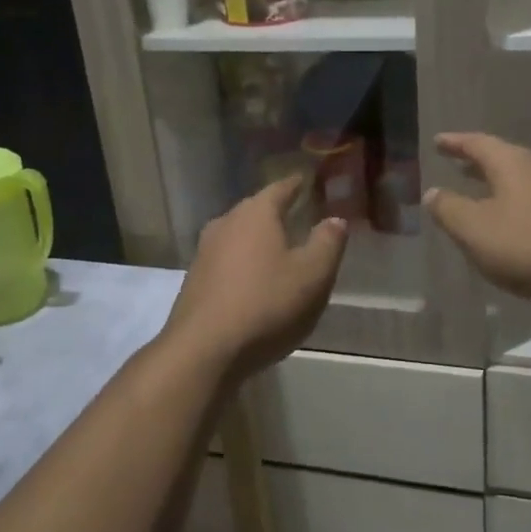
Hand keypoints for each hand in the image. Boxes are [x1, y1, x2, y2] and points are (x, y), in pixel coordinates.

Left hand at [164, 175, 348, 382]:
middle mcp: (226, 224)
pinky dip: (244, 263)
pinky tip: (254, 280)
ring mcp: (205, 252)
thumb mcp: (313, 275)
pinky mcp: (195, 280)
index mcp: (256, 214)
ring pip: (238, 235)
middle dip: (276, 211)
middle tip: (297, 213)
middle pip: (255, 210)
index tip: (307, 180)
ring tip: (278, 247)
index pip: (280, 188)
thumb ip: (327, 243)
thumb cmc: (266, 305)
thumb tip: (335, 219)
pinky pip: (227, 260)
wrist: (204, 350)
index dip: (296, 185)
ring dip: (258, 239)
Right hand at [424, 132, 530, 309]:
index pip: (477, 144)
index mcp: (511, 164)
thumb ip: (449, 209)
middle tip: (457, 164)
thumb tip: (432, 192)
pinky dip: (514, 209)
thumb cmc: (528, 243)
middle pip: (502, 160)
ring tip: (479, 196)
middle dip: (477, 163)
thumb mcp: (474, 228)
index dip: (455, 143)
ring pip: (520, 184)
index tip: (438, 141)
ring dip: (497, 187)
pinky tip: (509, 228)